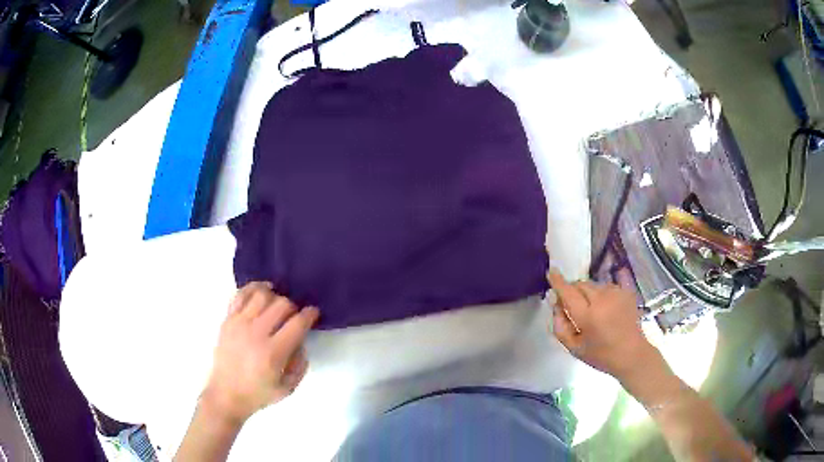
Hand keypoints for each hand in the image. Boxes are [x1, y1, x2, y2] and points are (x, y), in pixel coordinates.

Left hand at [201, 282, 318, 425]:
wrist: (225, 394)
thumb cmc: (258, 394)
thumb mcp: (288, 388)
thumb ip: (300, 364)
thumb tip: (300, 341)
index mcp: (273, 353)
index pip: (297, 323)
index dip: (310, 314)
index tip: (313, 313)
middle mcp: (256, 333)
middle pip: (282, 304)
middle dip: (294, 307)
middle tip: (294, 316)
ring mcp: (239, 323)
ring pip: (262, 295)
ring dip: (275, 296)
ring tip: (278, 303)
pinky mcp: (227, 319)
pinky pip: (240, 294)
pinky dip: (253, 288)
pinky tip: (262, 291)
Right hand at [548, 271, 659, 381]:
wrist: (631, 354)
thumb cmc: (601, 355)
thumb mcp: (574, 348)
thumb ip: (560, 326)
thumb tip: (556, 305)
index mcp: (588, 316)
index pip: (568, 292)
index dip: (558, 282)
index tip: (551, 272)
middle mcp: (602, 299)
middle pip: (580, 284)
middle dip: (573, 290)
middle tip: (573, 306)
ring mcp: (616, 293)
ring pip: (593, 284)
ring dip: (587, 292)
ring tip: (592, 309)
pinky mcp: (625, 291)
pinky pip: (606, 285)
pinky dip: (600, 293)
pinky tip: (604, 307)